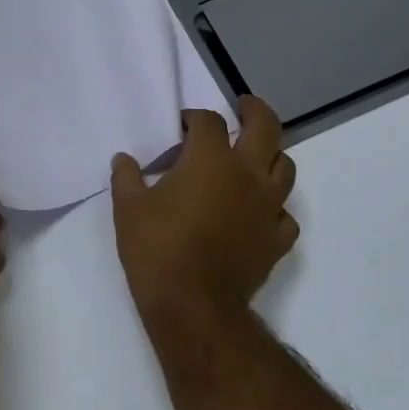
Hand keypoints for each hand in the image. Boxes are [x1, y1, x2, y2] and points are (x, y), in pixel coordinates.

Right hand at [110, 95, 297, 323]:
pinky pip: (284, 214)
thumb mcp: (127, 208)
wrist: (192, 303)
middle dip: (255, 111)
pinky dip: (273, 206)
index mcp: (210, 160)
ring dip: (270, 156)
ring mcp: (269, 207)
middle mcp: (247, 174)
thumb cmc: (156, 248)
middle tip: (244, 106)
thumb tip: (124, 158)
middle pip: (265, 127)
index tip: (181, 124)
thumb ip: (126, 177)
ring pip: (285, 167)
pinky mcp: (277, 238)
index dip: (194, 118)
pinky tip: (258, 212)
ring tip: (254, 158)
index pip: (208, 122)